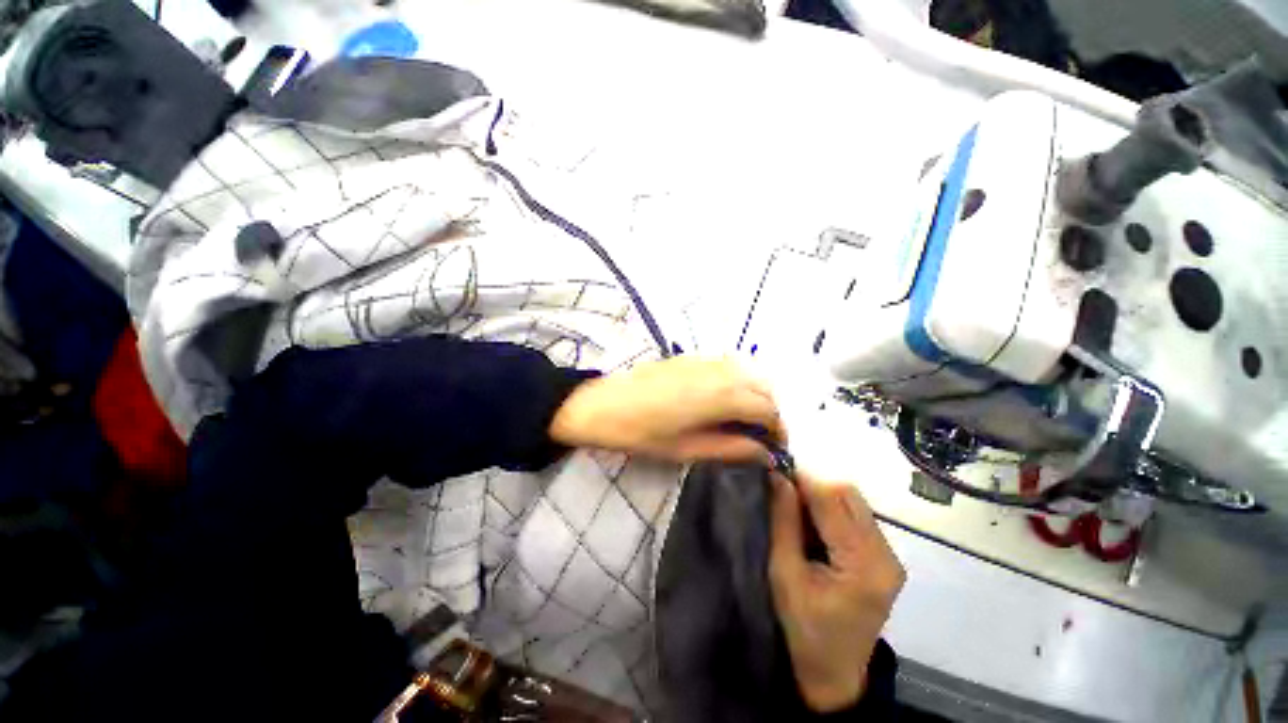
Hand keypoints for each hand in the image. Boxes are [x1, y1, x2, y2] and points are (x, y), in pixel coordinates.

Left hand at [548, 356, 784, 462]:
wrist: (601, 404)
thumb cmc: (641, 433)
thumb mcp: (687, 449)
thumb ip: (731, 448)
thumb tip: (765, 454)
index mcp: (720, 396)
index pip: (767, 408)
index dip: (778, 429)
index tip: (776, 447)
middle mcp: (719, 371)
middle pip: (764, 385)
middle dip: (771, 410)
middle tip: (761, 435)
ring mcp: (705, 359)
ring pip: (749, 370)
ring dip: (757, 392)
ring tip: (745, 418)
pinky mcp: (691, 356)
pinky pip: (729, 363)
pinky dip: (740, 379)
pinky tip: (725, 398)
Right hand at [769, 471, 904, 712]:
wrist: (833, 675)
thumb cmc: (802, 629)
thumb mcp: (784, 574)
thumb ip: (783, 522)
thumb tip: (777, 477)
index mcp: (863, 565)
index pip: (832, 500)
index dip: (802, 478)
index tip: (774, 469)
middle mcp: (886, 555)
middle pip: (848, 495)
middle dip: (812, 485)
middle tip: (781, 492)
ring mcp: (890, 557)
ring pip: (853, 502)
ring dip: (821, 496)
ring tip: (793, 508)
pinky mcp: (885, 559)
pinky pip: (856, 517)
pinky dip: (831, 510)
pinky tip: (812, 524)